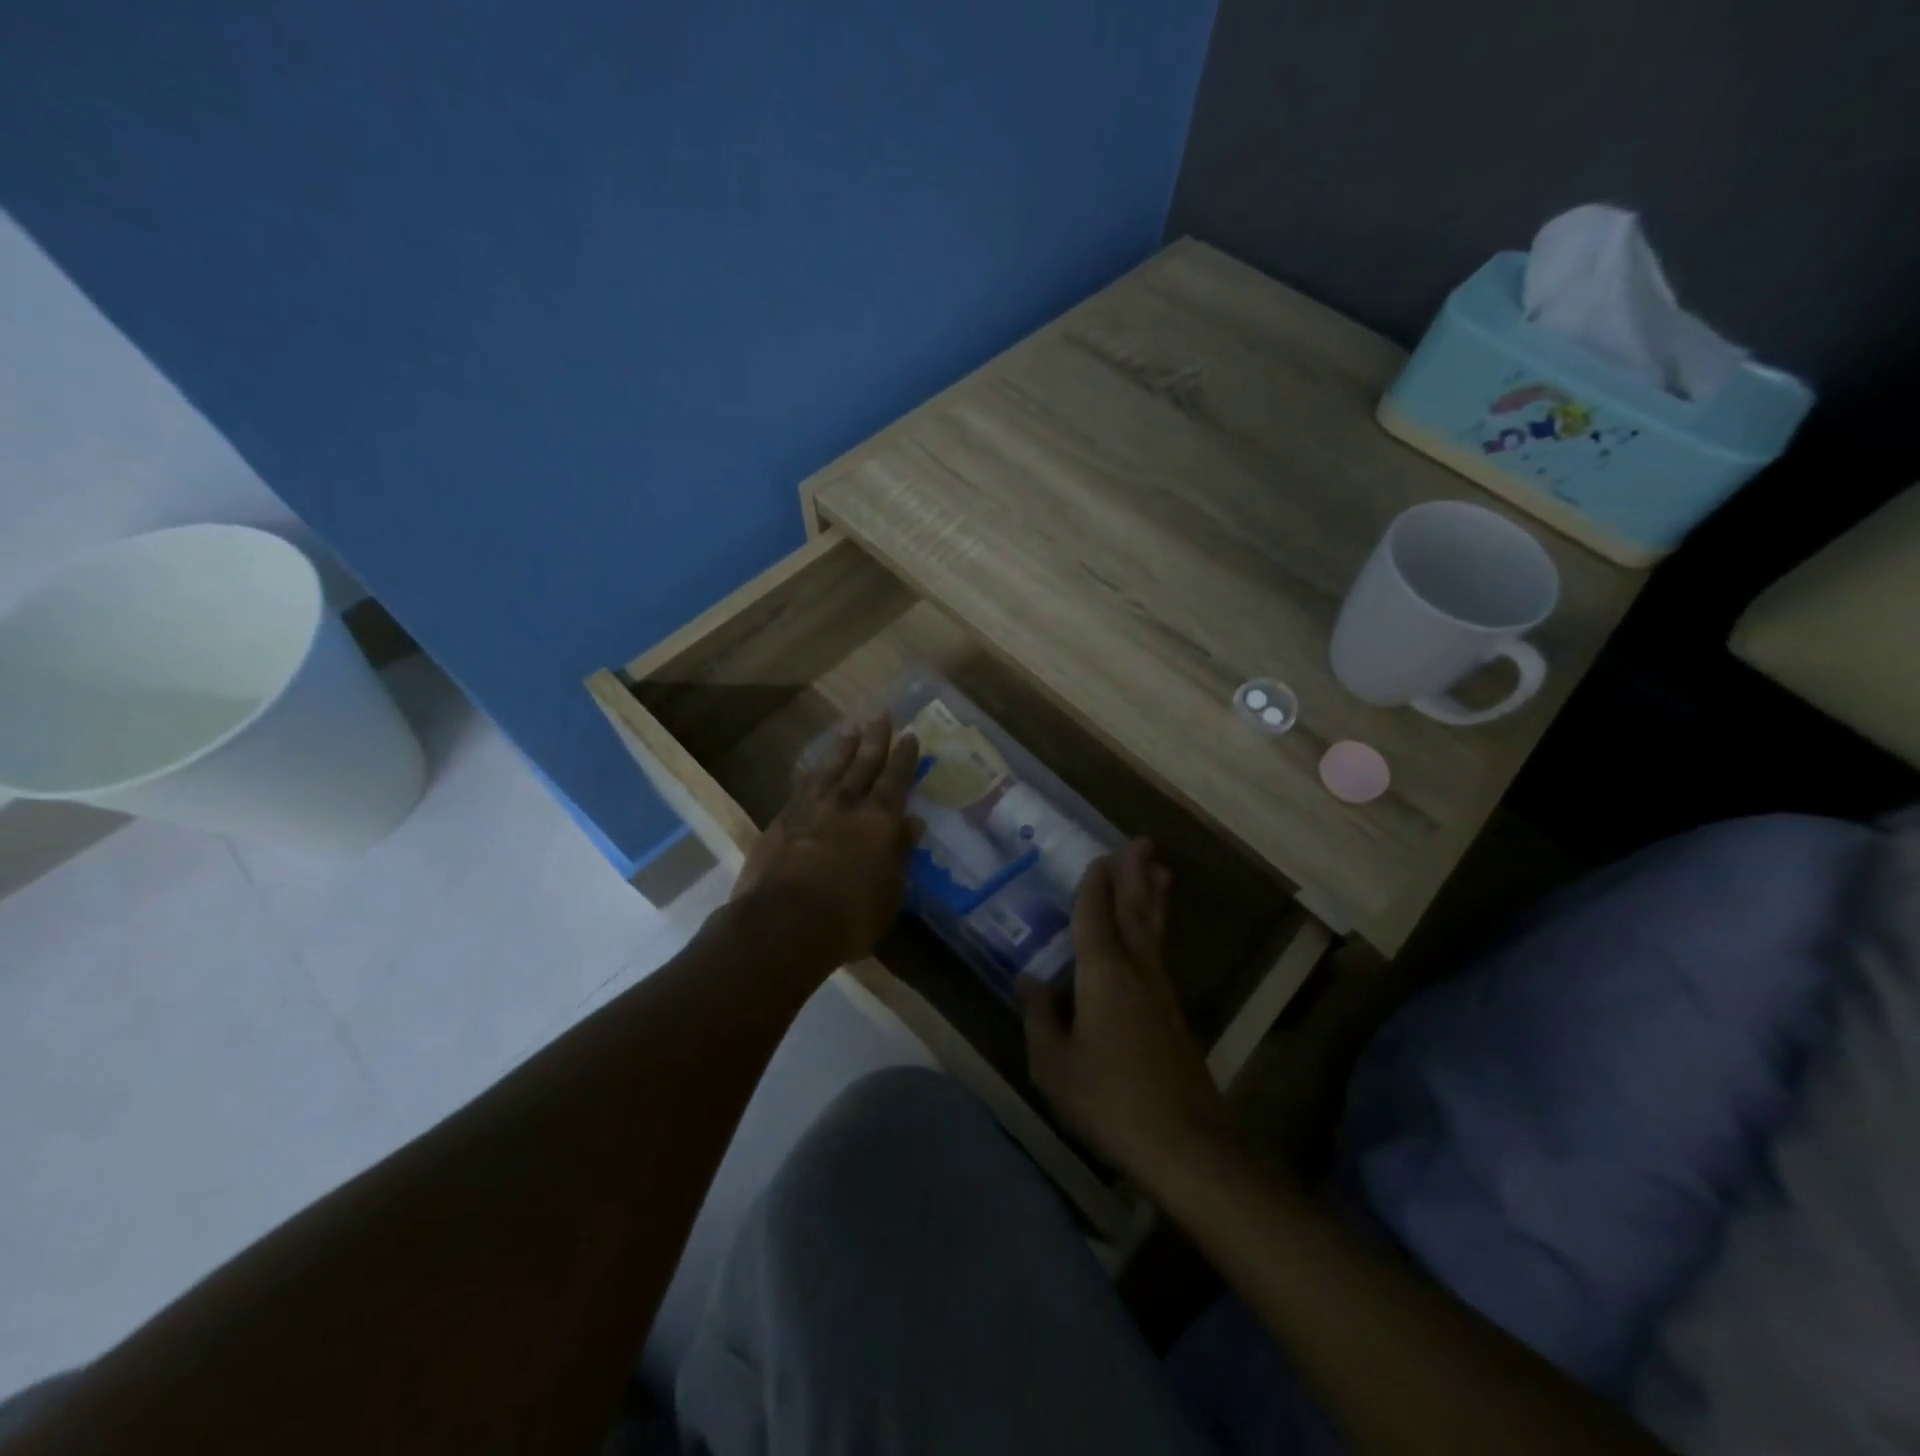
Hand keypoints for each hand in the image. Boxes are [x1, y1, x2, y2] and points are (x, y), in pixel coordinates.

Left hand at [732, 715, 921, 973]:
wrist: (784, 924)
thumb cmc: (850, 918)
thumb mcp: (890, 893)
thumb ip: (900, 854)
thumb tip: (912, 823)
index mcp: (880, 820)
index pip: (896, 780)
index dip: (904, 757)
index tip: (910, 736)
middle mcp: (846, 805)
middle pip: (863, 764)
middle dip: (875, 739)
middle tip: (881, 715)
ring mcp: (810, 809)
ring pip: (830, 769)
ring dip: (841, 748)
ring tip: (849, 729)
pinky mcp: (780, 821)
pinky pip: (801, 787)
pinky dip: (811, 774)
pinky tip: (812, 769)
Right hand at [1020, 838, 1235, 1190]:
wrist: (1184, 1143)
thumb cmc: (1108, 1099)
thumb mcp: (1054, 1064)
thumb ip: (1040, 1017)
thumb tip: (1028, 980)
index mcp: (1103, 974)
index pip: (1095, 916)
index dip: (1095, 885)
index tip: (1098, 856)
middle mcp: (1136, 971)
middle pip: (1136, 911)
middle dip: (1136, 874)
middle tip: (1143, 841)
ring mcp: (1161, 992)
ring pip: (1155, 931)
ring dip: (1153, 897)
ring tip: (1161, 871)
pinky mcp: (1174, 1015)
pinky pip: (1160, 955)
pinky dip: (1156, 930)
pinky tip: (1152, 938)